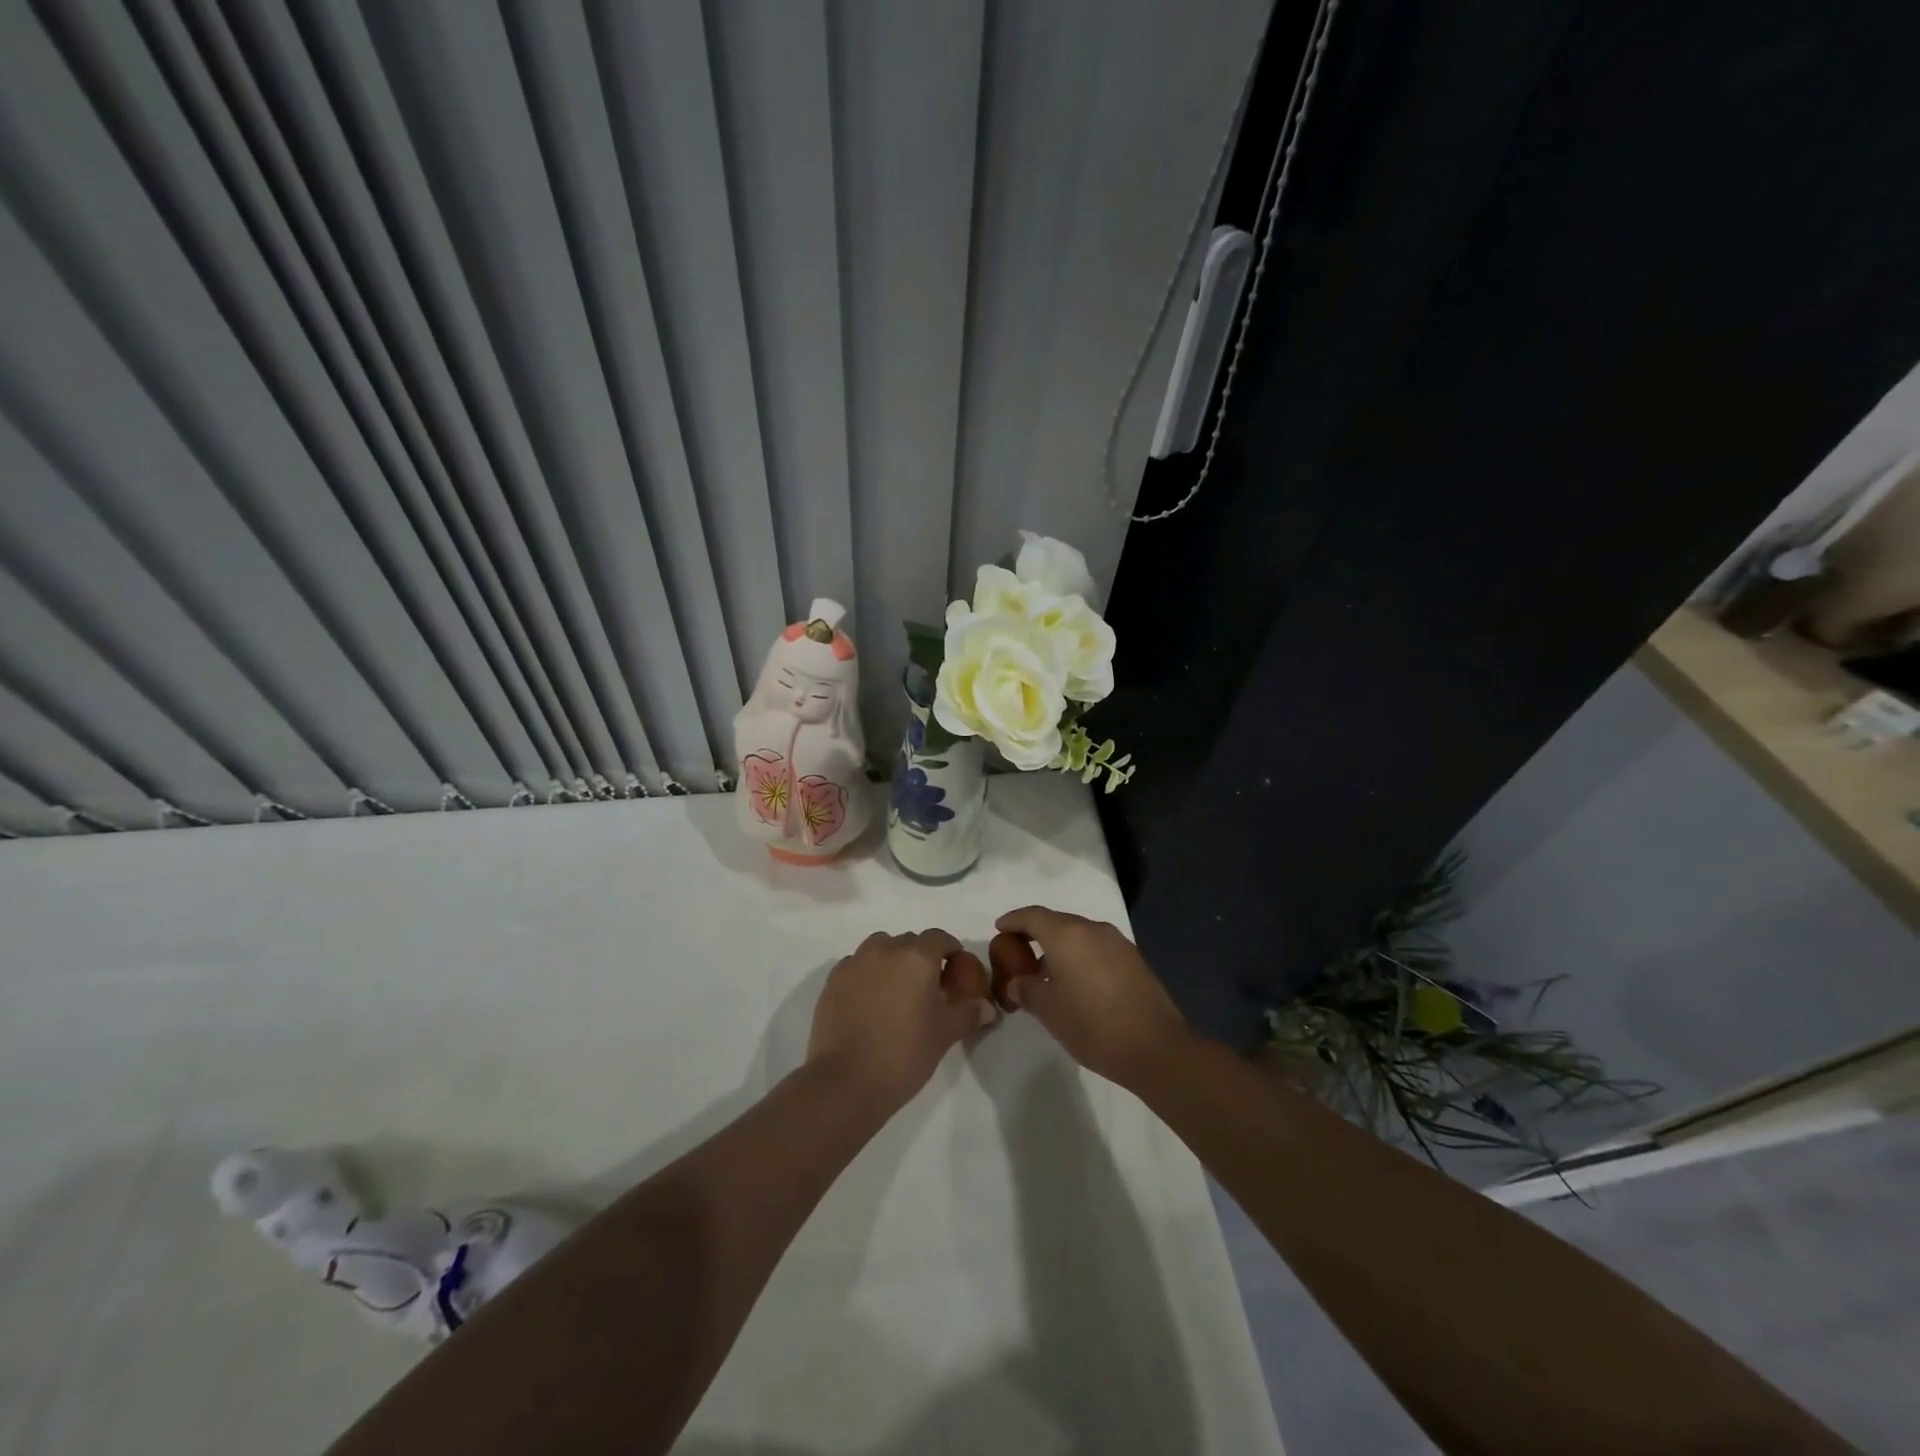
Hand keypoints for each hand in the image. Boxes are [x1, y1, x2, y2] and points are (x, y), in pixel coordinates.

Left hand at [807, 930, 997, 1113]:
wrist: (846, 1081)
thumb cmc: (904, 1054)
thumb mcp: (945, 1034)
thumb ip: (968, 1013)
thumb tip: (987, 1006)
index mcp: (916, 957)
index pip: (939, 938)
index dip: (951, 950)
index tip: (956, 969)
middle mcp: (885, 950)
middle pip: (909, 941)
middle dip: (921, 956)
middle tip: (928, 986)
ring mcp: (855, 962)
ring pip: (879, 948)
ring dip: (891, 960)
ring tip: (896, 990)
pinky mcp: (833, 980)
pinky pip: (856, 965)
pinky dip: (867, 974)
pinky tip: (869, 1001)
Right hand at [994, 906, 1189, 1086]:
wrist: (1155, 1048)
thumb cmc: (1093, 1025)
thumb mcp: (1049, 1010)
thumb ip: (1027, 990)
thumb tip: (1018, 982)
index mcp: (1067, 934)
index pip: (1032, 916)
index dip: (1013, 920)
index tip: (999, 929)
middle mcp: (1093, 929)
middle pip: (1057, 922)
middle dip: (1035, 934)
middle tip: (1018, 954)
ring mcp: (1117, 942)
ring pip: (1079, 935)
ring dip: (1059, 946)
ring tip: (1045, 972)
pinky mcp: (1133, 959)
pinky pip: (1097, 948)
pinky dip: (1080, 956)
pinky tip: (1075, 981)